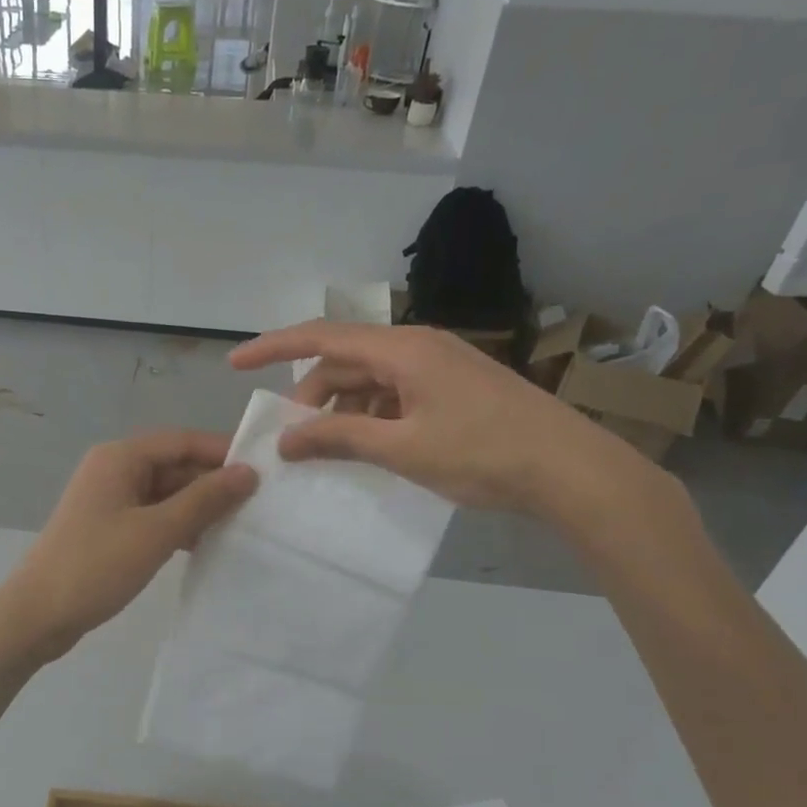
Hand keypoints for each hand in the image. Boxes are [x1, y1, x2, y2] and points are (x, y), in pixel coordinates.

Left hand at [0, 430, 256, 658]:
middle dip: (212, 483)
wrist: (37, 614)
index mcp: (120, 457)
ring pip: (165, 493)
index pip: (182, 441)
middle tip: (259, 504)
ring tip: (241, 526)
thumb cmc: (96, 565)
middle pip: (173, 465)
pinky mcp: (108, 528)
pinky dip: (177, 525)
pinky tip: (205, 544)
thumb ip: (204, 500)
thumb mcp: (156, 532)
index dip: (222, 452)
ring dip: (198, 507)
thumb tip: (247, 473)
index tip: (265, 469)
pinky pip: (152, 515)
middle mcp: (113, 469)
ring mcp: (109, 500)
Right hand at [229, 321, 651, 517]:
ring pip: (370, 378)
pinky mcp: (454, 386)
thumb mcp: (401, 448)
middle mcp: (418, 346)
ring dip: (342, 408)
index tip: (235, 364)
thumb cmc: (482, 453)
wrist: (572, 469)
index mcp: (402, 349)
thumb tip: (285, 441)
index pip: (322, 337)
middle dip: (311, 394)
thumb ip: (338, 438)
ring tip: (329, 449)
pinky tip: (371, 447)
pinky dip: (372, 414)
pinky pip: (395, 392)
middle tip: (293, 438)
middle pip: (344, 359)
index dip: (274, 347)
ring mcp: (439, 365)